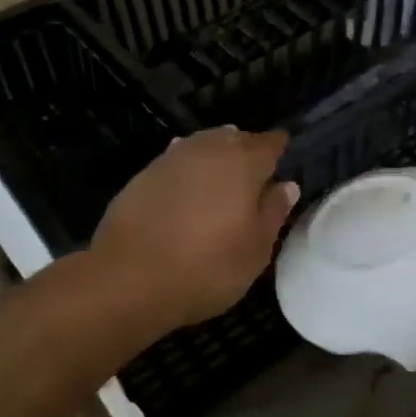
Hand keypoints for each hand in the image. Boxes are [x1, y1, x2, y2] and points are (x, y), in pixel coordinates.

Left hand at [91, 128, 299, 331]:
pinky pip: (176, 161)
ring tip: (223, 177)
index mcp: (243, 162)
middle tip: (255, 171)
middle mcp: (208, 149)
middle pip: (234, 138)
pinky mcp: (143, 175)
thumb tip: (286, 185)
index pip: (269, 143)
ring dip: (216, 155)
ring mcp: (171, 158)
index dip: (278, 149)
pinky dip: (188, 170)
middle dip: (247, 149)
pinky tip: (188, 186)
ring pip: (203, 145)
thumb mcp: (256, 249)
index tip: (284, 158)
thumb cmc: (207, 267)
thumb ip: (274, 212)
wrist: (129, 278)